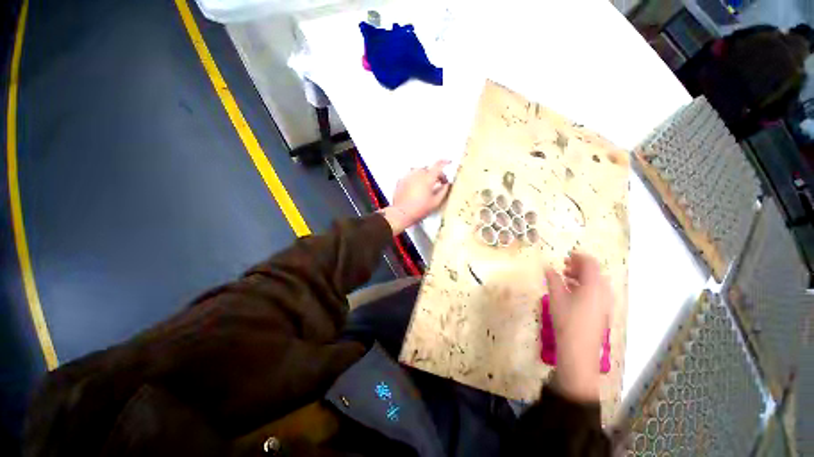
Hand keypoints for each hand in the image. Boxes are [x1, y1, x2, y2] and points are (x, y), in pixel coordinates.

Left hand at [381, 160, 450, 234]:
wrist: (401, 213)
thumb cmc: (418, 209)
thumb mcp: (435, 202)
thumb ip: (443, 191)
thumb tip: (447, 185)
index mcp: (427, 178)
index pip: (438, 165)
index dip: (445, 162)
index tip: (448, 162)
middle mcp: (417, 174)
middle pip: (428, 169)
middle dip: (435, 174)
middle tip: (438, 182)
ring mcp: (408, 177)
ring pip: (419, 171)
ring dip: (425, 175)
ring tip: (427, 185)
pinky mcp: (401, 181)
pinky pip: (410, 176)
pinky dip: (415, 179)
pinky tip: (416, 188)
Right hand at [545, 252, 612, 401]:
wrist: (579, 350)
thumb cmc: (567, 320)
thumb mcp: (556, 296)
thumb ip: (553, 279)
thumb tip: (548, 267)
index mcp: (594, 285)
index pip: (590, 263)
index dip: (578, 256)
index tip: (566, 255)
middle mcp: (603, 292)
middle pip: (594, 272)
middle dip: (579, 266)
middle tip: (563, 265)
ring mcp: (604, 302)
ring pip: (595, 282)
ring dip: (581, 276)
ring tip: (564, 277)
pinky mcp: (601, 311)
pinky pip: (595, 292)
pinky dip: (584, 286)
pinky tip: (570, 290)